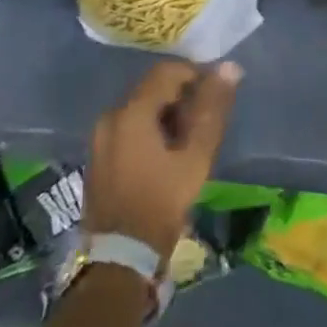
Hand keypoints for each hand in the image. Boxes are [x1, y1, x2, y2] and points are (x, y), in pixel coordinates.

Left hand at [83, 60, 240, 263]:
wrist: (120, 258)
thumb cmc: (162, 203)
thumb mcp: (195, 156)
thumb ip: (212, 109)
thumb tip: (229, 68)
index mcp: (131, 112)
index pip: (167, 71)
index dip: (196, 75)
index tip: (216, 94)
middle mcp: (110, 116)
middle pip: (152, 89)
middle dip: (182, 97)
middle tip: (205, 122)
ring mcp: (99, 137)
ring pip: (140, 109)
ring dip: (167, 115)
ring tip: (189, 141)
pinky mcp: (97, 156)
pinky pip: (128, 128)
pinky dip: (150, 130)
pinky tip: (166, 155)